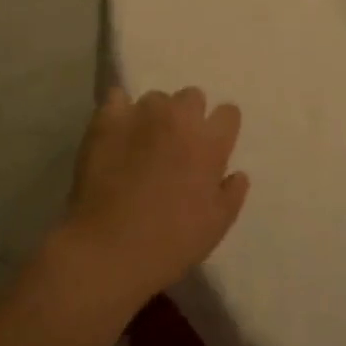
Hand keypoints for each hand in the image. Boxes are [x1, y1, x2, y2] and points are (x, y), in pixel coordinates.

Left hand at [59, 86, 249, 311]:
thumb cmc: (170, 242)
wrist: (110, 248)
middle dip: (188, 115)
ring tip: (142, 141)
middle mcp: (180, 118)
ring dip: (155, 115)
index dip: (221, 127)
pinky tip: (115, 130)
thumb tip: (238, 173)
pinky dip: (119, 110)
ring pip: (155, 98)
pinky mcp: (108, 119)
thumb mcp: (216, 226)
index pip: (228, 112)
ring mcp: (142, 114)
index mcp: (210, 142)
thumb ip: (232, 194)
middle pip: (192, 96)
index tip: (212, 144)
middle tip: (176, 143)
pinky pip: (117, 97)